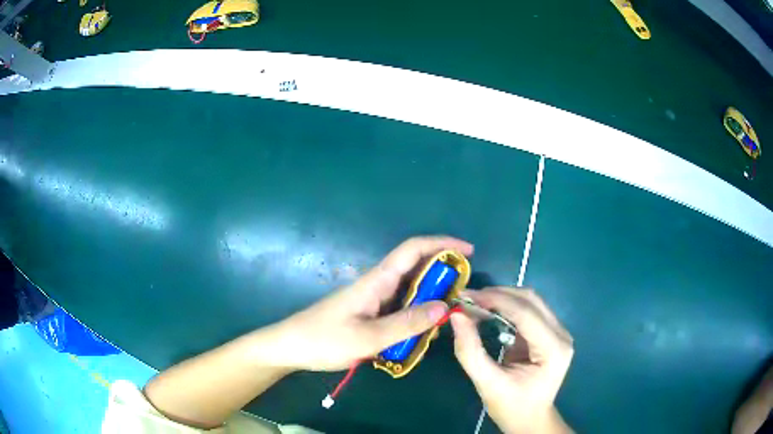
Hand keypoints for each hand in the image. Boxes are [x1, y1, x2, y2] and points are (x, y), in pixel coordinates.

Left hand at [263, 236, 473, 371]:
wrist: (290, 347)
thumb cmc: (323, 340)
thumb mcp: (367, 337)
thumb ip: (406, 324)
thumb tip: (445, 307)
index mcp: (376, 280)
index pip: (413, 249)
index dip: (442, 243)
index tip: (468, 251)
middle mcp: (378, 284)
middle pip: (416, 268)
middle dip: (444, 275)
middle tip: (464, 295)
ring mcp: (373, 299)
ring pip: (410, 291)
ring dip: (432, 299)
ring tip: (448, 317)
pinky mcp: (369, 314)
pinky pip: (401, 309)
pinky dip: (417, 315)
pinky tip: (423, 332)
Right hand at [451, 287, 573, 433]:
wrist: (531, 420)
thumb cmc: (512, 407)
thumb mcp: (487, 384)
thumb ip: (470, 351)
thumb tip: (456, 317)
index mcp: (553, 349)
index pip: (525, 313)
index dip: (495, 300)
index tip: (465, 297)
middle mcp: (561, 334)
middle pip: (530, 300)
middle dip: (497, 295)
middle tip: (468, 299)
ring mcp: (559, 332)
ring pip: (530, 301)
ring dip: (502, 298)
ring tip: (475, 304)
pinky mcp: (550, 333)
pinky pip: (529, 311)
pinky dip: (507, 308)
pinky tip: (489, 312)